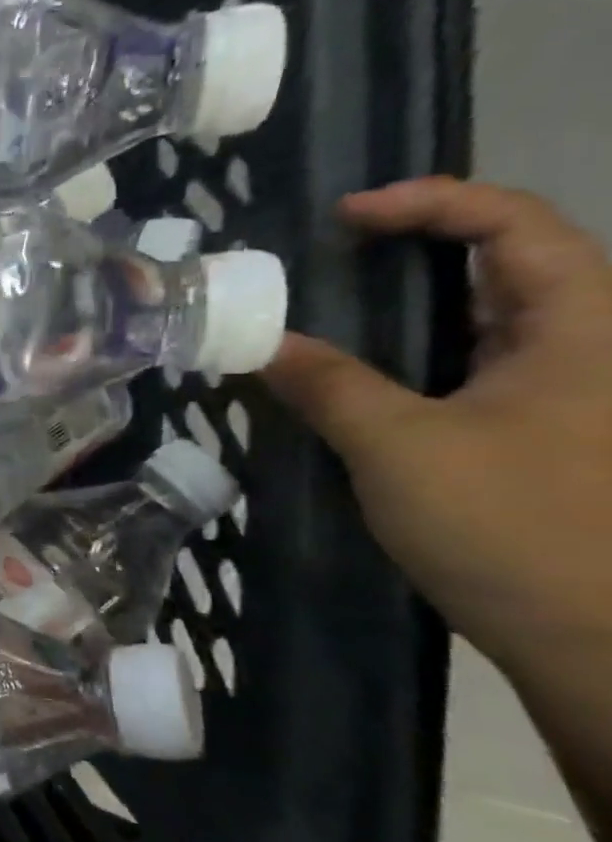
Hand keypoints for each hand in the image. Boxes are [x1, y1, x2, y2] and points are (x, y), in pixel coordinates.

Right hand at [264, 179, 611, 682]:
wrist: (600, 639)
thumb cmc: (514, 523)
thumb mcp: (400, 447)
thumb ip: (329, 386)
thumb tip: (262, 344)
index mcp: (583, 328)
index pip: (517, 225)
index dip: (431, 203)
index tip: (344, 216)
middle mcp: (585, 348)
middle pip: (505, 265)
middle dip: (415, 249)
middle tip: (327, 258)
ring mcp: (565, 396)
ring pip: (485, 323)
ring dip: (408, 309)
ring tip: (327, 311)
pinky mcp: (538, 437)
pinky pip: (472, 372)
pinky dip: (413, 360)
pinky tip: (357, 380)